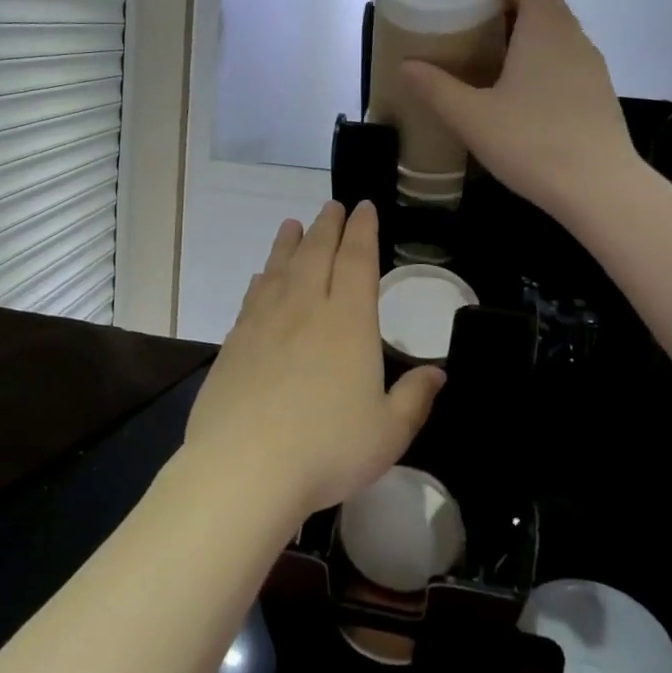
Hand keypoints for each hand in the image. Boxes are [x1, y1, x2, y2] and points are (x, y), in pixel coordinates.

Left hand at [181, 201, 444, 524]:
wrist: (244, 466)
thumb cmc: (327, 449)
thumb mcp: (388, 432)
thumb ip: (414, 398)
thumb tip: (437, 374)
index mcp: (347, 321)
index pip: (357, 260)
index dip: (362, 230)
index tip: (363, 208)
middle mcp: (304, 308)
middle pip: (316, 253)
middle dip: (327, 226)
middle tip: (332, 206)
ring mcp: (264, 322)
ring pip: (279, 268)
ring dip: (289, 242)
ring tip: (293, 225)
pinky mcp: (234, 341)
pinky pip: (252, 296)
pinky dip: (262, 278)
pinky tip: (262, 277)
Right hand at [403, 0, 639, 222]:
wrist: (601, 189)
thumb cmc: (534, 142)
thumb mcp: (473, 116)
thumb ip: (437, 89)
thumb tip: (406, 66)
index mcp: (546, 31)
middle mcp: (573, 40)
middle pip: (546, 1)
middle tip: (476, 7)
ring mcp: (591, 68)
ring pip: (556, 32)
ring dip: (526, 27)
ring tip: (491, 46)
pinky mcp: (596, 95)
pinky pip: (564, 58)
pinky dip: (539, 54)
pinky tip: (517, 86)